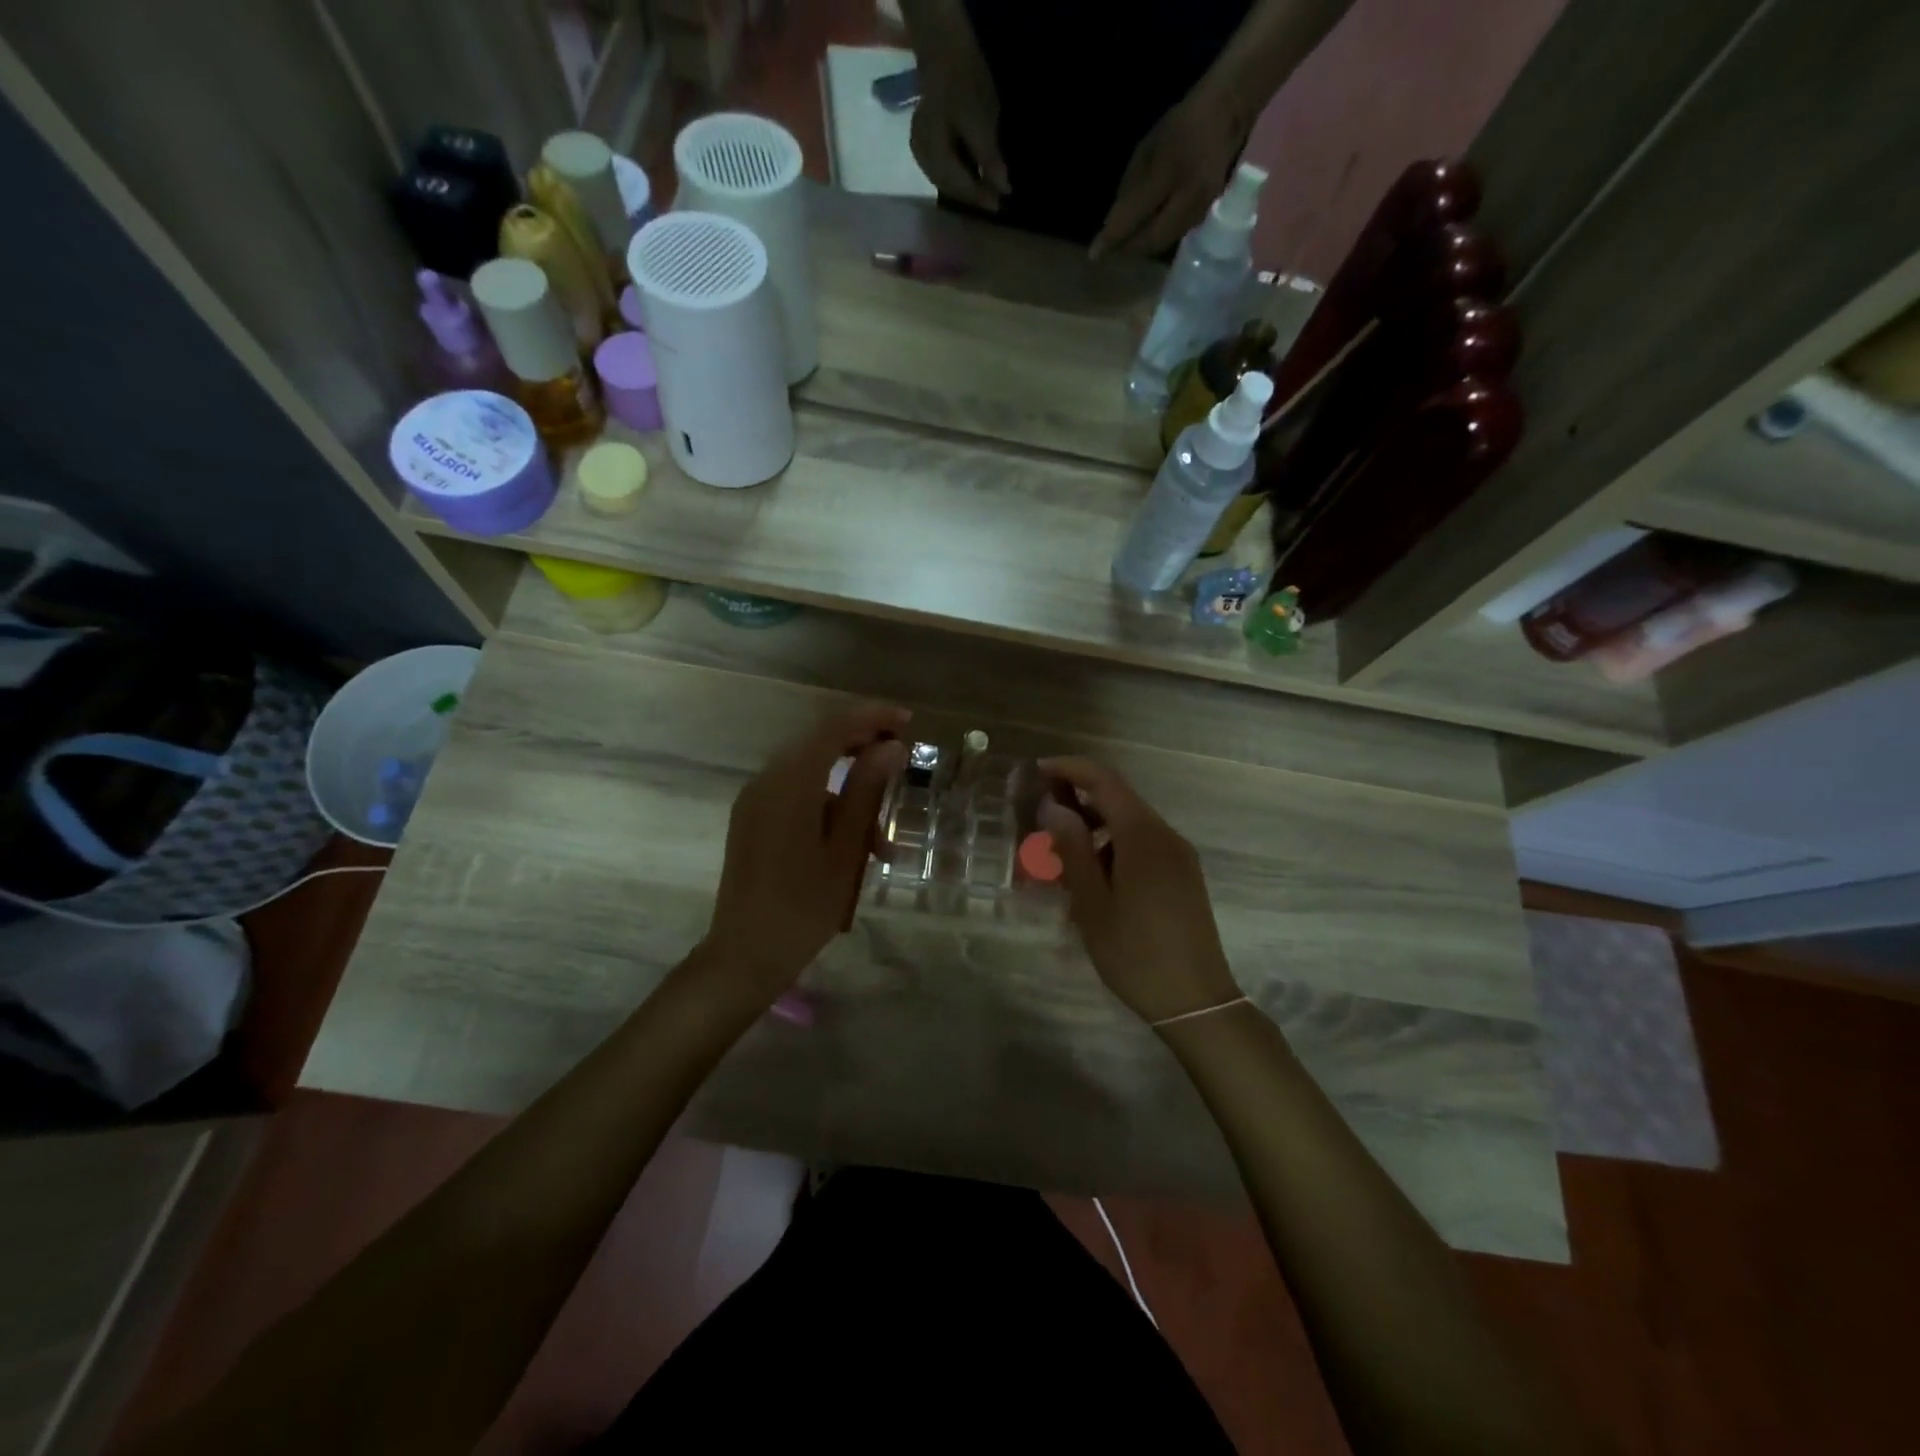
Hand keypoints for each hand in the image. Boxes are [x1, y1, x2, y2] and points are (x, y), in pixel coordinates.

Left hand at [700, 703, 909, 1006]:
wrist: (745, 955)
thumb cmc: (803, 907)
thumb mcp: (846, 850)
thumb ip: (866, 791)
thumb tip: (891, 747)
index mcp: (789, 784)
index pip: (833, 728)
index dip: (871, 718)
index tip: (908, 722)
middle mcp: (766, 781)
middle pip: (819, 743)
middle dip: (861, 745)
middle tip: (900, 758)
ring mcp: (755, 800)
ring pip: (810, 772)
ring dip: (848, 787)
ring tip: (882, 838)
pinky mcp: (753, 819)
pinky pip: (795, 794)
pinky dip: (827, 805)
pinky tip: (852, 844)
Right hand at [907, 9, 1009, 211]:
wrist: (944, 48)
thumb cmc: (965, 81)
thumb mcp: (982, 120)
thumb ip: (989, 158)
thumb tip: (1003, 189)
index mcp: (934, 150)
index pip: (959, 184)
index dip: (980, 196)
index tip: (1000, 204)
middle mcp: (922, 156)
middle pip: (949, 187)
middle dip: (971, 196)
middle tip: (993, 202)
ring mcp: (919, 149)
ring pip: (943, 181)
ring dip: (963, 189)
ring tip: (983, 193)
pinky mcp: (921, 143)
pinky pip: (939, 170)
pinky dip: (956, 177)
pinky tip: (968, 177)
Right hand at [1037, 757, 1240, 1025]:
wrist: (1196, 1002)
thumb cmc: (1135, 953)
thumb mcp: (1092, 904)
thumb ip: (1072, 849)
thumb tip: (1054, 807)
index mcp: (1143, 837)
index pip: (1105, 781)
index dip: (1070, 769)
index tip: (1037, 772)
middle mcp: (1166, 836)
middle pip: (1118, 799)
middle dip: (1077, 801)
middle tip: (1039, 819)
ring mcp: (1179, 856)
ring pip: (1129, 825)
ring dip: (1093, 829)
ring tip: (1058, 858)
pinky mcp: (1182, 876)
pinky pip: (1142, 846)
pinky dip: (1112, 849)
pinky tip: (1091, 880)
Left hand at [1091, 95, 1243, 258]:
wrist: (1226, 113)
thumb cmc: (1181, 124)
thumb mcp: (1147, 149)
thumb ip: (1129, 189)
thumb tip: (1112, 226)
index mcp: (1169, 172)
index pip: (1134, 216)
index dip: (1113, 237)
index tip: (1094, 254)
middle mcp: (1187, 198)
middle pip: (1150, 241)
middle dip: (1127, 248)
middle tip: (1111, 249)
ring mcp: (1199, 209)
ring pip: (1162, 243)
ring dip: (1141, 248)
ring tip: (1125, 244)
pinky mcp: (1204, 215)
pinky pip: (1173, 237)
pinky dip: (1156, 240)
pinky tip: (1146, 234)